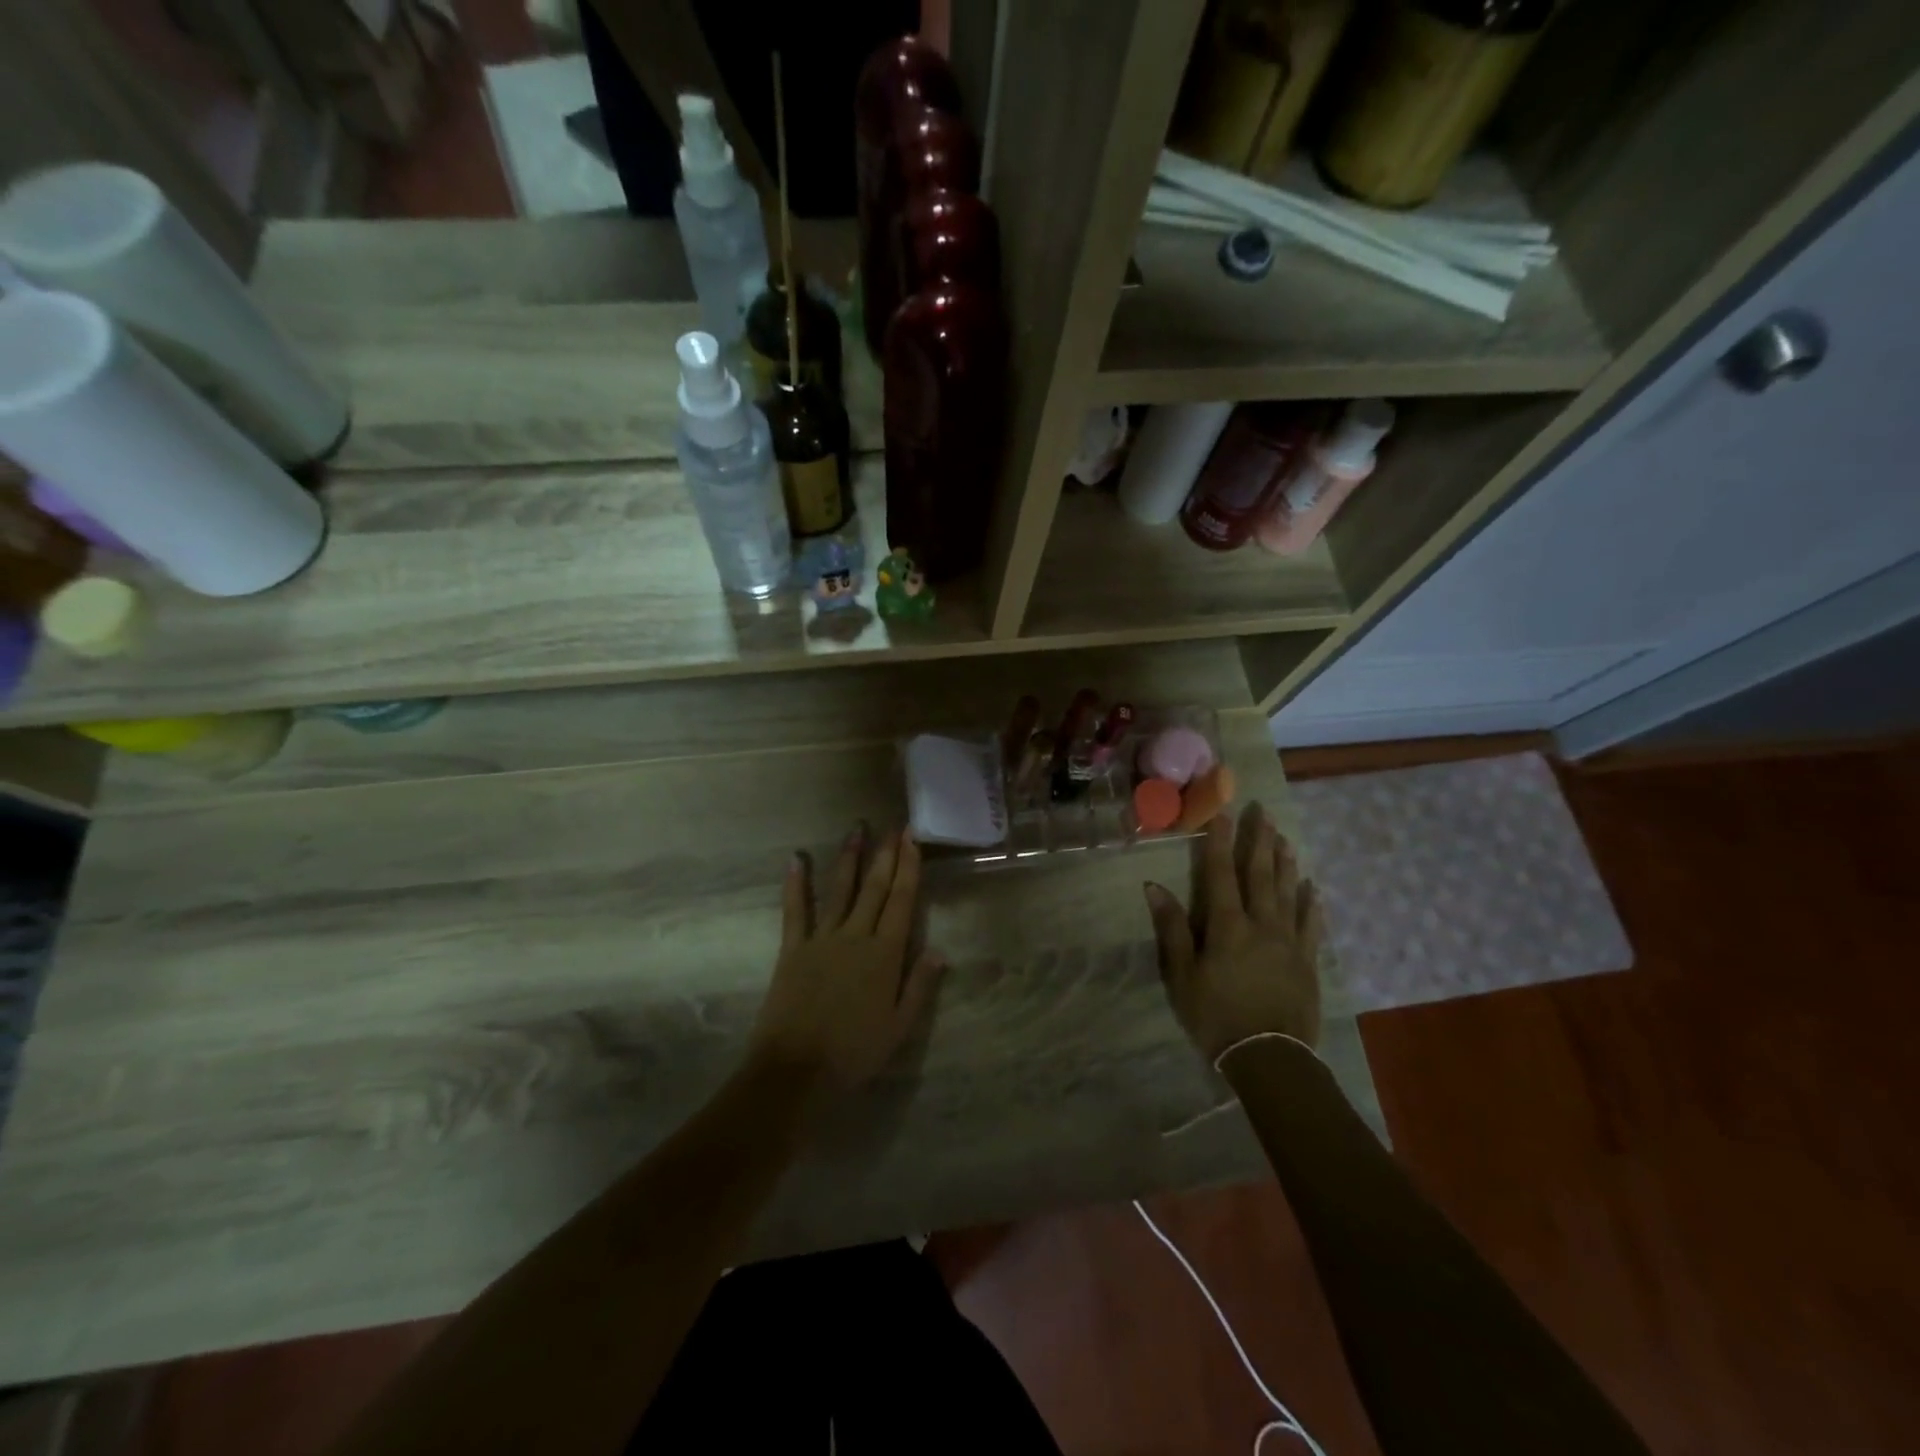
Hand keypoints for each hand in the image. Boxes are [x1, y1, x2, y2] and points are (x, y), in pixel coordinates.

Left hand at [748, 824, 944, 1097]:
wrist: (796, 1070)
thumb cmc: (854, 1052)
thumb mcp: (899, 1027)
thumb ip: (919, 986)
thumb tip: (941, 950)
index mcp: (885, 954)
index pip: (901, 902)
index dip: (908, 868)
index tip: (912, 839)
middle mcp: (856, 936)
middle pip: (874, 888)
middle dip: (885, 854)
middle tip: (893, 825)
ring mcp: (822, 939)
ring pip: (840, 889)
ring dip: (849, 857)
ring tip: (856, 828)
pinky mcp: (793, 948)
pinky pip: (795, 910)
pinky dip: (795, 884)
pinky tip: (796, 858)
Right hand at [1144, 804, 1323, 1062]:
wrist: (1269, 1057)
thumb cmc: (1216, 1016)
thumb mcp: (1182, 975)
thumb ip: (1172, 929)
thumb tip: (1154, 887)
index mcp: (1227, 926)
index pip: (1221, 874)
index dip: (1220, 842)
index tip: (1223, 813)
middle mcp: (1261, 924)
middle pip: (1260, 875)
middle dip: (1259, 842)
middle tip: (1263, 813)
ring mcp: (1288, 942)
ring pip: (1288, 893)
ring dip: (1286, 864)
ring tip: (1284, 839)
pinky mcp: (1307, 961)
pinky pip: (1311, 925)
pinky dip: (1311, 904)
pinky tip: (1313, 888)